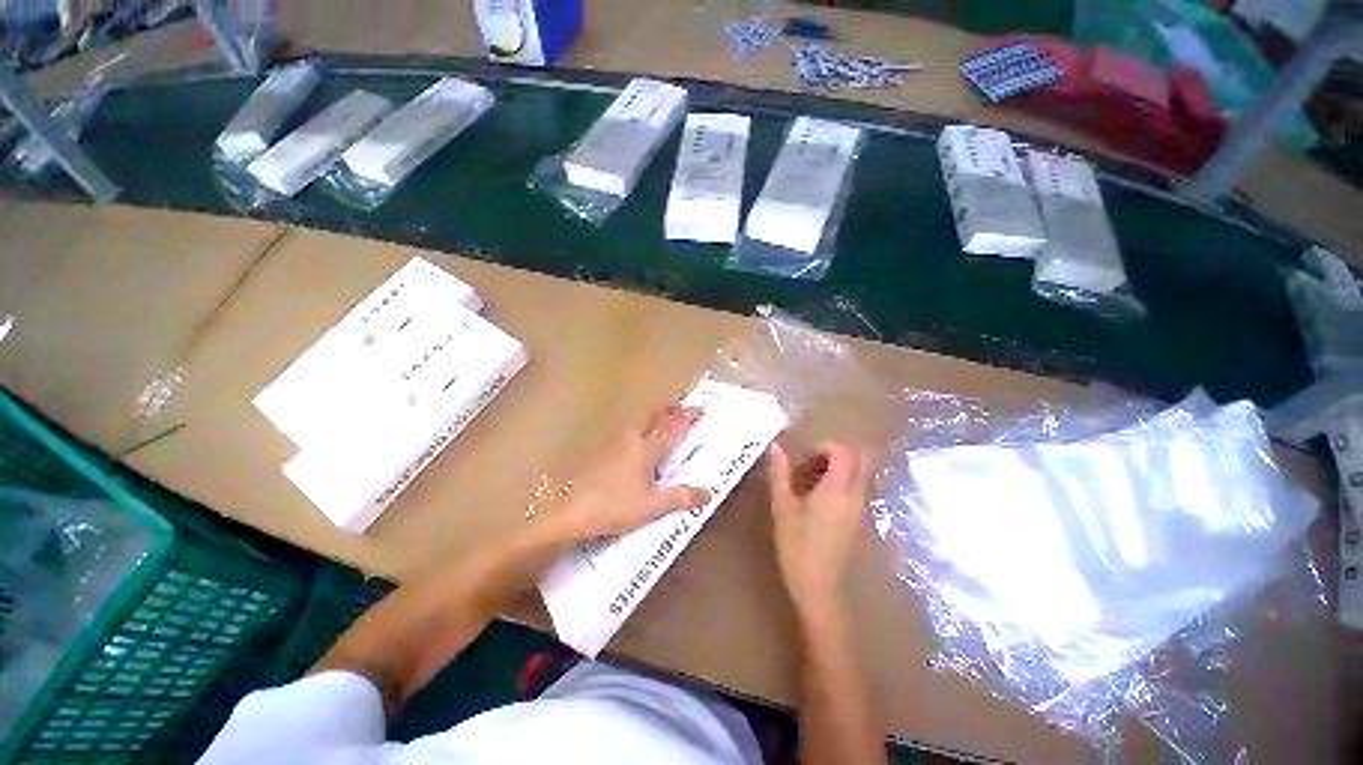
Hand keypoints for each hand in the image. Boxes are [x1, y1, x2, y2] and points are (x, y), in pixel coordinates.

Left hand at [548, 405, 710, 540]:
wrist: (569, 512)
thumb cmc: (613, 507)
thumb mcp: (652, 507)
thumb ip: (679, 498)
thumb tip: (708, 492)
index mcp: (644, 450)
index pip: (671, 429)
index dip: (687, 418)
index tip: (699, 408)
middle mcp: (627, 441)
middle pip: (649, 417)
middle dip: (665, 411)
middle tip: (678, 410)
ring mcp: (609, 447)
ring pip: (633, 427)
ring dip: (648, 423)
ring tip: (658, 428)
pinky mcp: (595, 457)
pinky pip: (621, 440)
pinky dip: (633, 438)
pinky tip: (631, 452)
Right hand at [767, 442, 872, 619]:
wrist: (818, 585)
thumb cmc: (797, 548)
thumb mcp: (782, 510)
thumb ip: (780, 475)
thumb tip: (775, 446)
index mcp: (838, 487)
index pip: (842, 450)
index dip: (822, 447)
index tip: (801, 460)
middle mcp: (856, 492)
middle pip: (859, 456)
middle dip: (837, 453)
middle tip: (811, 466)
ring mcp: (861, 506)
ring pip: (860, 471)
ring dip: (841, 468)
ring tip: (812, 484)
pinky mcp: (859, 518)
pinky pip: (858, 487)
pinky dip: (843, 483)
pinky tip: (820, 502)